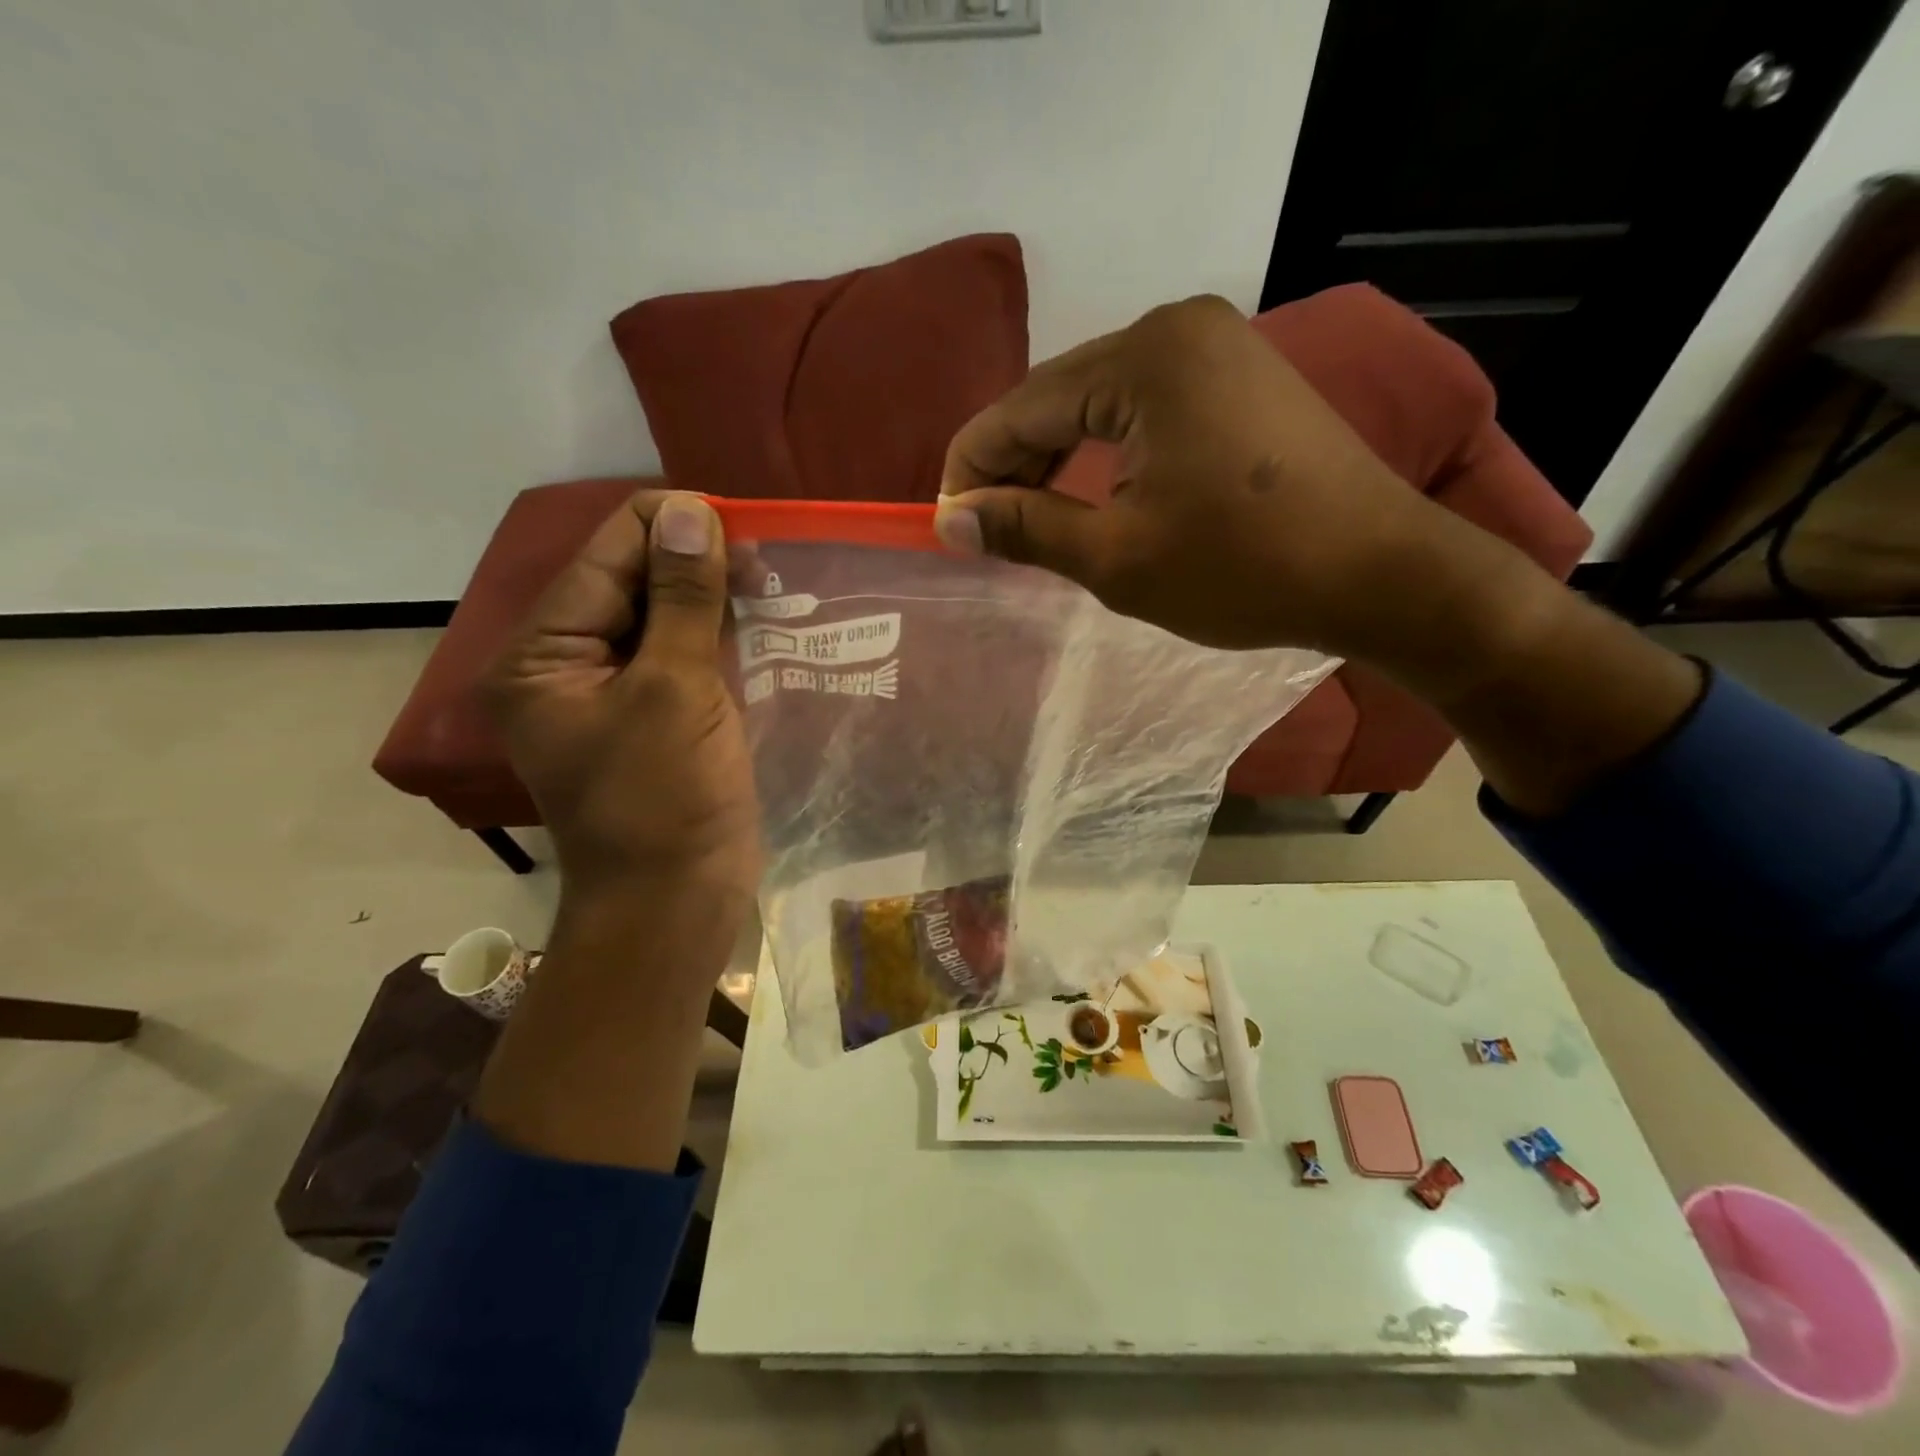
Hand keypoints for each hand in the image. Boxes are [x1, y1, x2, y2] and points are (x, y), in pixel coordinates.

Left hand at [484, 490, 759, 911]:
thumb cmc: (665, 800)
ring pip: (663, 617)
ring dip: (712, 596)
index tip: (738, 520)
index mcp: (543, 655)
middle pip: (631, 582)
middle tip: (764, 559)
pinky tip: (762, 620)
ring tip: (770, 581)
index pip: (604, 557)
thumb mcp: (674, 691)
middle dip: (694, 562)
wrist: (675, 901)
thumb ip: (682, 599)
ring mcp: (615, 692)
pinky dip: (718, 634)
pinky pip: (683, 655)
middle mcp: (568, 664)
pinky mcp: (656, 715)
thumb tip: (691, 512)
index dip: (667, 526)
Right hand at [934, 294, 1529, 665]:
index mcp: (1143, 359)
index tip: (946, 526)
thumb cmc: (1244, 569)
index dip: (971, 469)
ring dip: (1056, 460)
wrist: (1381, 575)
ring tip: (1031, 520)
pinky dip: (1105, 452)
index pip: (1020, 409)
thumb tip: (952, 522)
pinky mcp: (1239, 377)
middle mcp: (1175, 328)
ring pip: (1098, 404)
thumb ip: (1026, 529)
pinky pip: (1143, 409)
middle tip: (986, 531)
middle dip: (1012, 465)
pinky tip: (1091, 493)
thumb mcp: (1118, 558)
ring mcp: (1215, 347)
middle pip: (1057, 397)